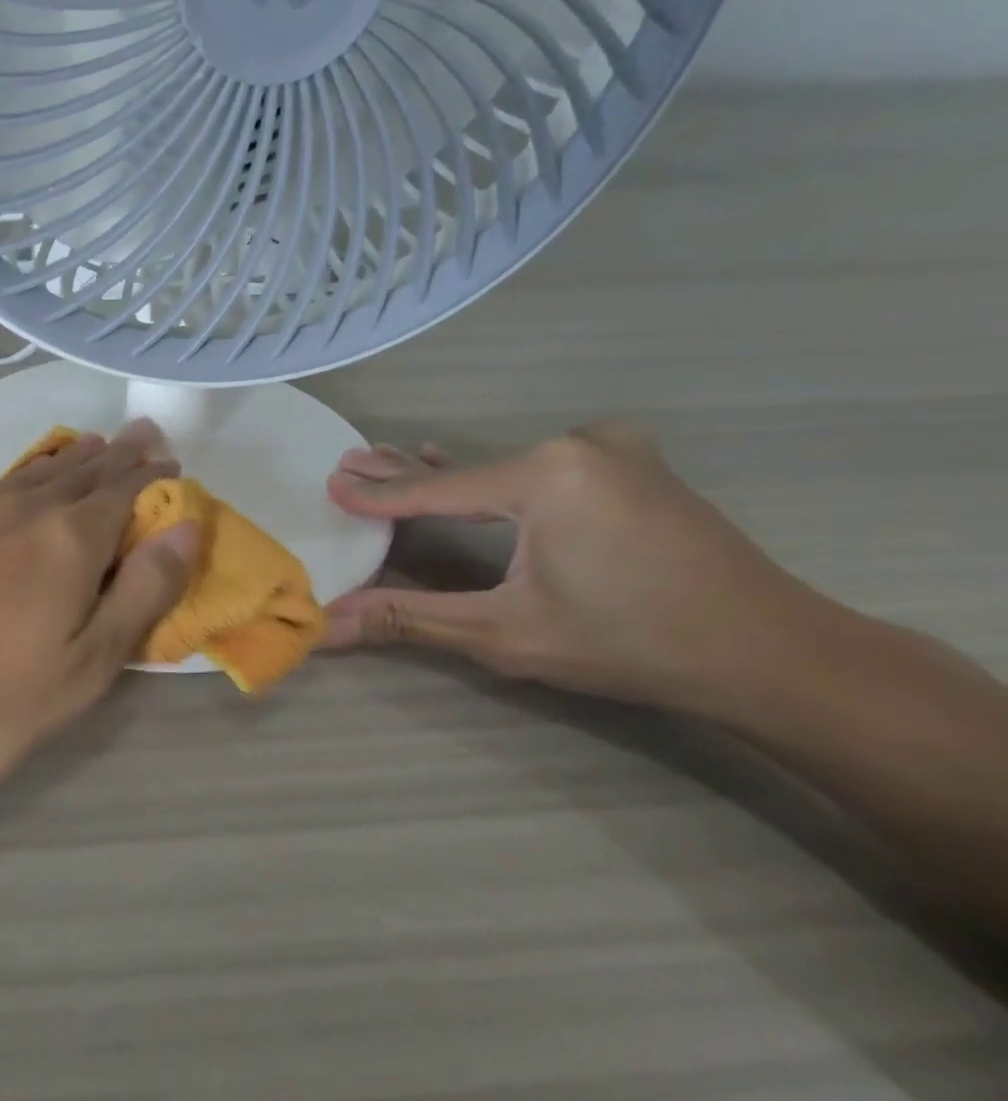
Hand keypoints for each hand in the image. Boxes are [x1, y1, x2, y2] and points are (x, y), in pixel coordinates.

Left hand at [0, 422, 197, 800]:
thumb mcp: (85, 666)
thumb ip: (141, 593)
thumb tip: (186, 527)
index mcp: (68, 539)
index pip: (123, 491)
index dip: (151, 475)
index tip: (170, 461)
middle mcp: (21, 510)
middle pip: (80, 472)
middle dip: (116, 455)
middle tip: (140, 436)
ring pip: (33, 473)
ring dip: (69, 458)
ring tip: (90, 445)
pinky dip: (23, 475)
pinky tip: (21, 482)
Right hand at [322, 423, 825, 719]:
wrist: (774, 655)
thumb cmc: (630, 643)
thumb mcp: (505, 633)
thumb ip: (408, 618)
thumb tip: (326, 625)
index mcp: (545, 474)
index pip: (437, 490)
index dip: (379, 495)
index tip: (331, 485)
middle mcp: (576, 446)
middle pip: (468, 469)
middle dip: (406, 473)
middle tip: (350, 460)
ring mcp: (611, 452)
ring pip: (503, 467)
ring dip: (449, 475)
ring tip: (390, 461)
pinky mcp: (632, 468)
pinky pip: (542, 467)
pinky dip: (498, 476)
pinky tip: (465, 468)